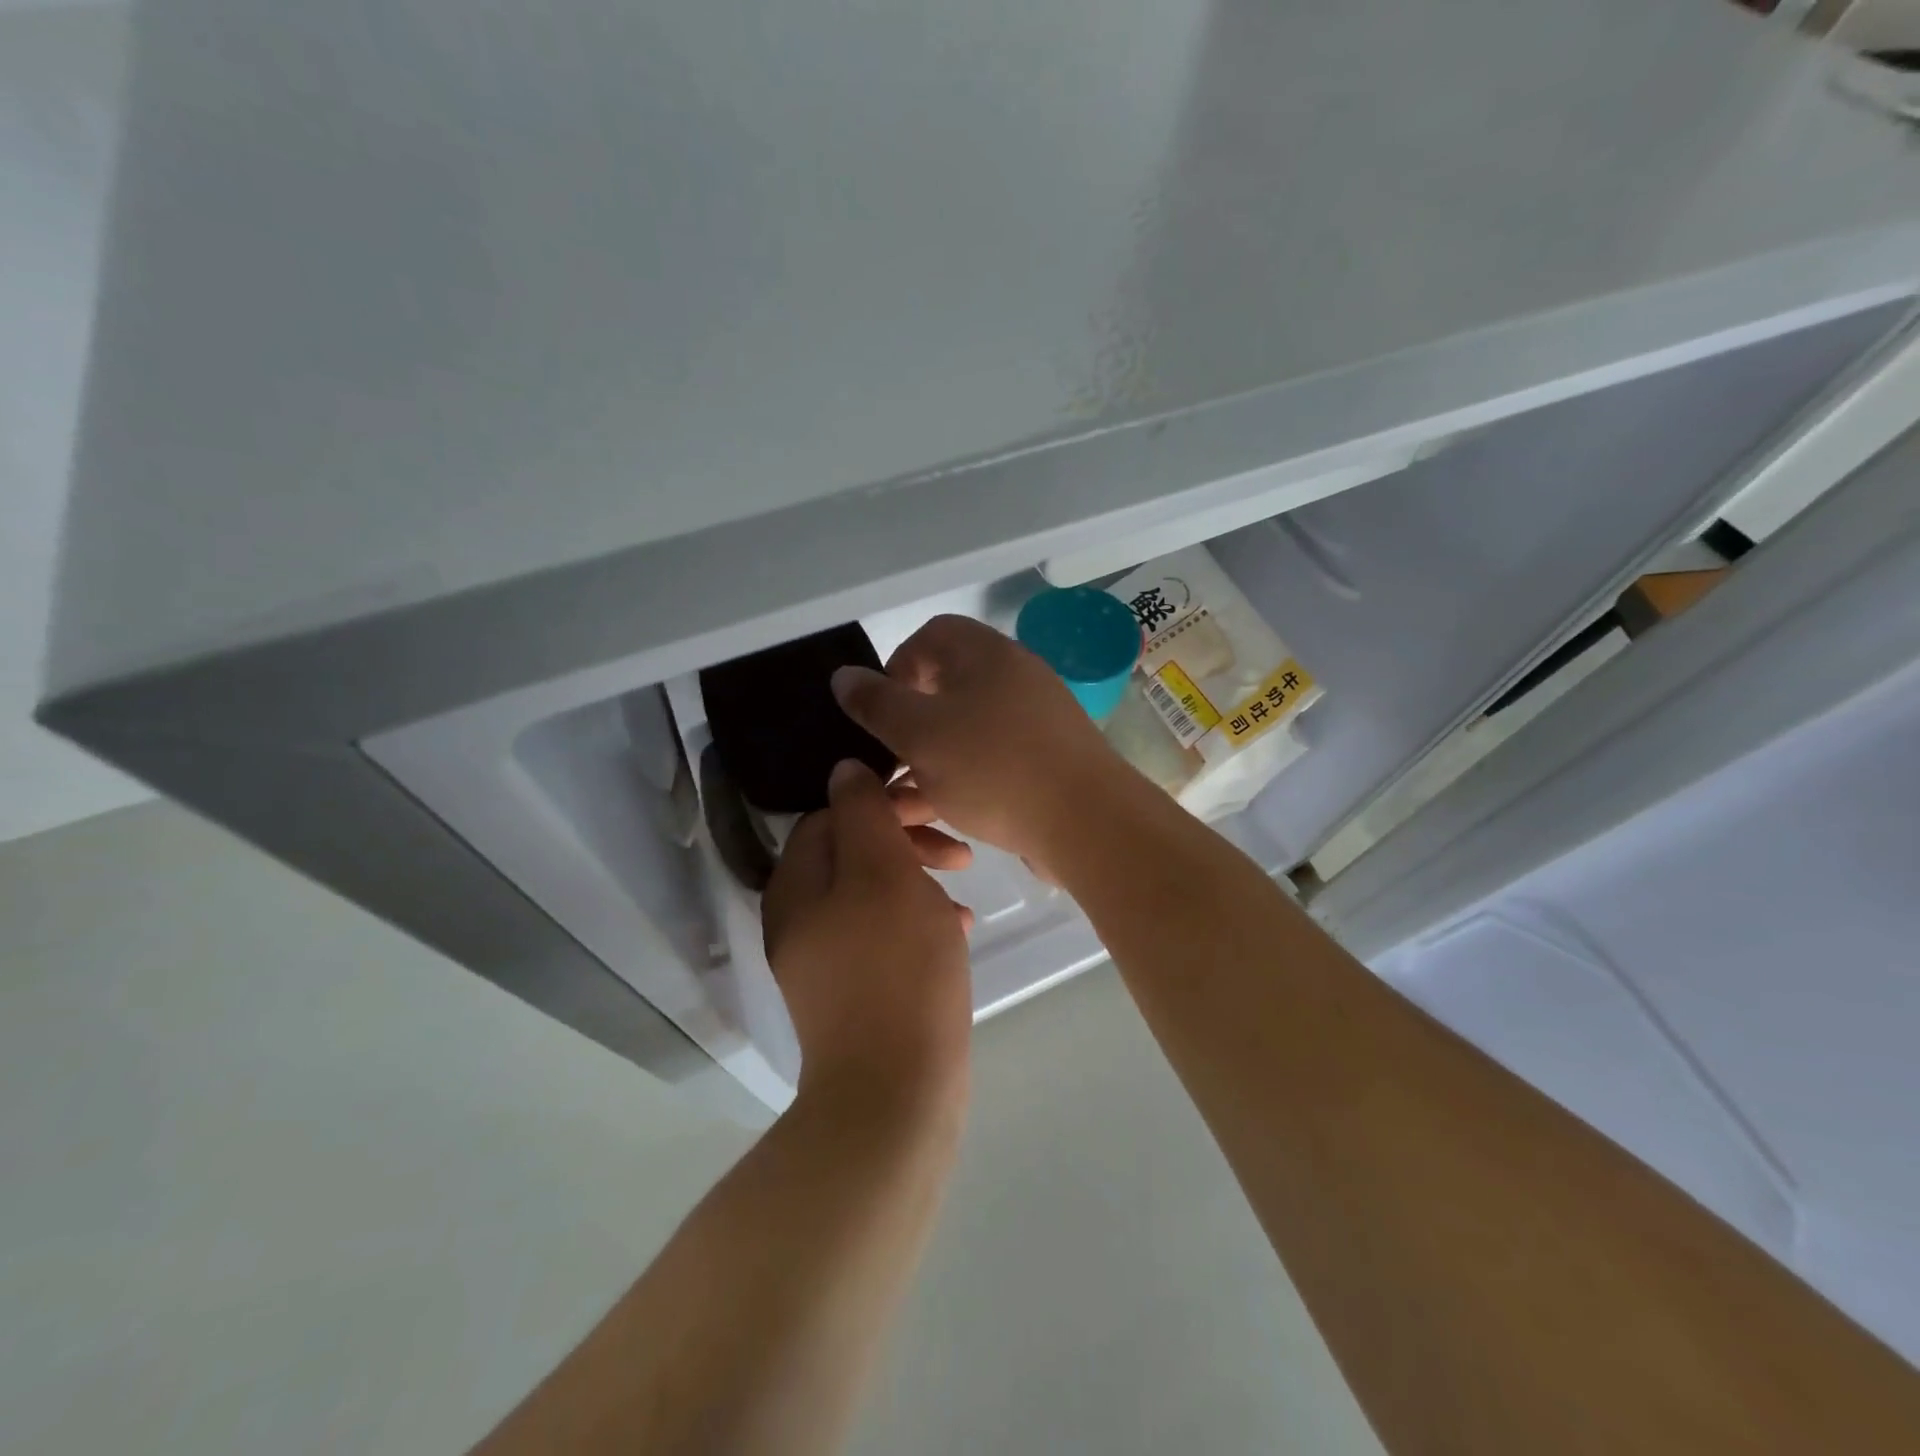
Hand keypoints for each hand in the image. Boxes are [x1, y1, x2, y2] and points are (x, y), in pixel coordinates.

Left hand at [762, 760, 973, 1110]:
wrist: (895, 1093)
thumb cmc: (894, 969)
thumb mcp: (883, 874)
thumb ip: (863, 815)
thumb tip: (844, 769)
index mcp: (797, 885)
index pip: (830, 815)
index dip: (881, 801)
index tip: (932, 805)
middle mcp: (801, 917)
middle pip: (852, 851)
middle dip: (906, 838)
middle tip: (958, 848)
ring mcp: (827, 957)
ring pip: (874, 891)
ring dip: (919, 876)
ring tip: (964, 882)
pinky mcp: (856, 988)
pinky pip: (885, 932)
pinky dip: (919, 918)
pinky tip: (959, 927)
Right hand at [831, 614, 1140, 874]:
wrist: (1086, 823)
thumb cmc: (994, 767)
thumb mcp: (921, 734)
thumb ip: (877, 704)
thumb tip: (843, 676)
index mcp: (986, 655)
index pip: (931, 636)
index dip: (896, 666)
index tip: (878, 711)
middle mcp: (1013, 678)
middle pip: (946, 687)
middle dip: (907, 725)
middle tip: (886, 759)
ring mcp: (1033, 722)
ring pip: (964, 732)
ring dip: (928, 761)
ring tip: (901, 800)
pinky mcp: (1043, 763)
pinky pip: (989, 761)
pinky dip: (960, 781)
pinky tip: (940, 815)